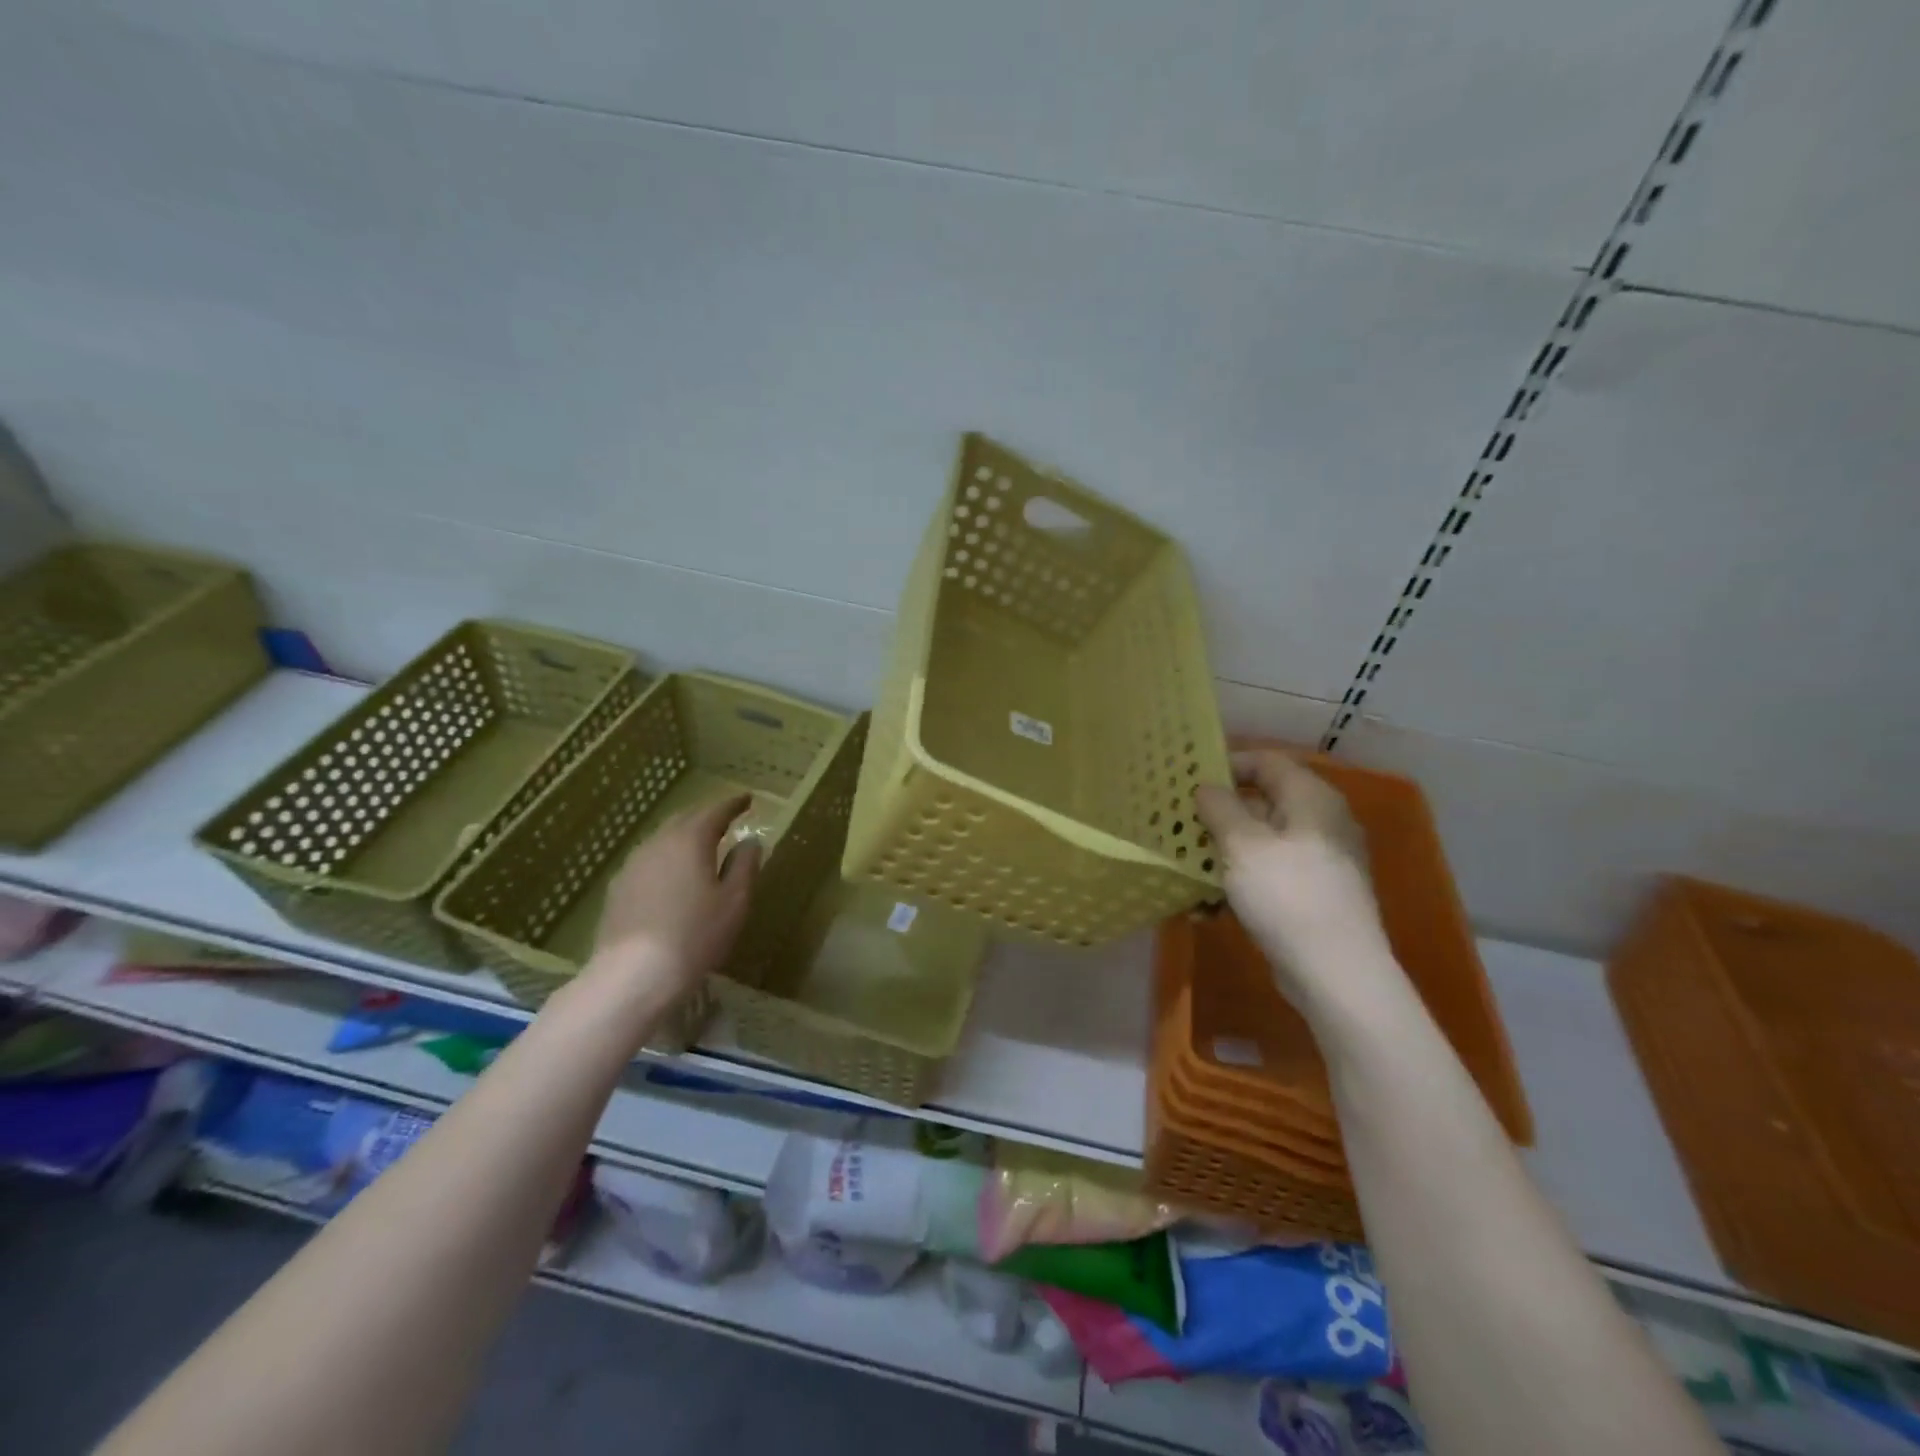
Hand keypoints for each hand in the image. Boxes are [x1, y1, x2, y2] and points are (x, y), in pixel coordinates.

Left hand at [587, 792, 760, 1008]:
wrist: (633, 975)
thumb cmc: (695, 935)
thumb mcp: (735, 901)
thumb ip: (745, 865)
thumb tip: (751, 841)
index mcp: (690, 840)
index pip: (715, 811)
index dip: (733, 804)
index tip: (747, 799)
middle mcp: (658, 843)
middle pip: (685, 819)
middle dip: (706, 816)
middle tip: (725, 819)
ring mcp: (632, 865)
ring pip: (662, 839)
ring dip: (684, 837)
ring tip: (700, 847)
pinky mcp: (617, 889)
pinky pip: (648, 861)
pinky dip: (666, 859)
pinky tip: (671, 877)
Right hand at [1195, 750, 1399, 1022]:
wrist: (1336, 972)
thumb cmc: (1286, 894)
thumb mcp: (1242, 844)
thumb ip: (1220, 807)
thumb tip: (1208, 787)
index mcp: (1311, 799)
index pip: (1266, 761)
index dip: (1227, 764)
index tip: (1189, 780)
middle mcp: (1322, 823)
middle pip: (1263, 802)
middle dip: (1219, 813)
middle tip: (1181, 823)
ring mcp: (1321, 862)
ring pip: (1263, 843)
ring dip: (1224, 852)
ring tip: (1187, 868)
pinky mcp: (1314, 896)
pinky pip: (1270, 876)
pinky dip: (1240, 883)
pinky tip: (1208, 907)